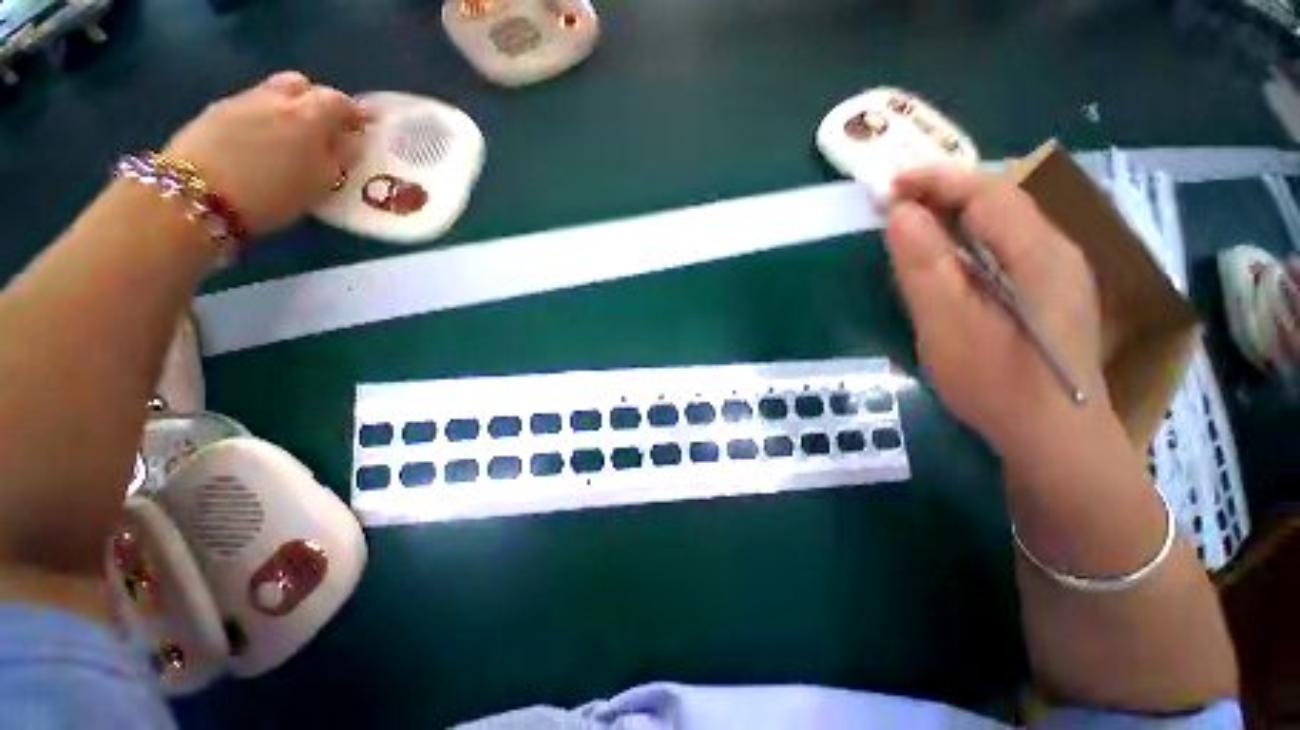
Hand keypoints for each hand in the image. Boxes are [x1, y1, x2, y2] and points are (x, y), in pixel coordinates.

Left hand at [162, 72, 366, 234]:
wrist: (196, 196)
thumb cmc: (270, 195)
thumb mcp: (321, 184)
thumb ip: (341, 157)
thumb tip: (353, 141)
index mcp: (308, 115)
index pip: (339, 101)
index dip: (354, 113)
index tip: (362, 128)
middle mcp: (276, 98)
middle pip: (302, 85)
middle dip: (317, 100)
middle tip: (324, 128)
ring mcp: (242, 100)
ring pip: (273, 92)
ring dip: (288, 107)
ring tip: (290, 136)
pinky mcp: (215, 111)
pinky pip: (250, 104)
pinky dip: (263, 115)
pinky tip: (260, 141)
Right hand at [885, 165, 1106, 451]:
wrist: (1053, 439)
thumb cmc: (998, 385)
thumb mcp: (949, 326)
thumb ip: (925, 267)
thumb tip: (900, 214)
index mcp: (1040, 252)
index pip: (987, 190)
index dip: (935, 180)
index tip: (887, 186)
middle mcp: (1057, 248)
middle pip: (1000, 196)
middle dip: (943, 191)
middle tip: (893, 205)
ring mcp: (1057, 270)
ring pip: (1003, 220)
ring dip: (954, 212)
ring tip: (911, 223)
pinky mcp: (1047, 289)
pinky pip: (1004, 244)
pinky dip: (968, 237)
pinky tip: (945, 256)